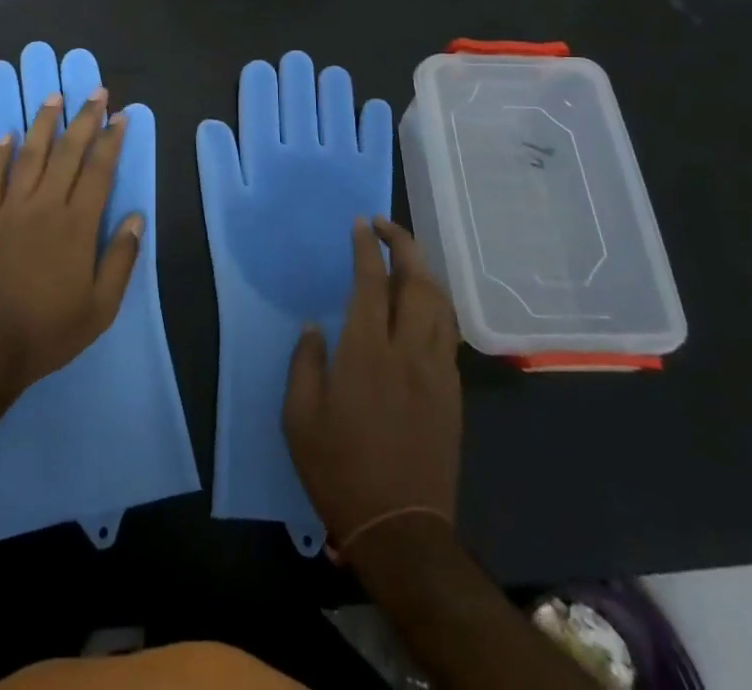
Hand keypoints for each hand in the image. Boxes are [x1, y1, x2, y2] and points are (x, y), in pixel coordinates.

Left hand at [0, 90, 140, 408]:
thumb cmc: (49, 330)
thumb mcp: (101, 307)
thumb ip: (122, 259)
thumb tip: (137, 217)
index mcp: (77, 224)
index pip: (99, 170)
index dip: (111, 140)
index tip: (120, 116)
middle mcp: (45, 206)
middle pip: (68, 152)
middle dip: (84, 118)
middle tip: (95, 91)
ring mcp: (9, 209)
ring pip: (30, 155)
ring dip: (43, 123)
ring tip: (54, 97)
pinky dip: (0, 154)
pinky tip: (7, 134)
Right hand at [283, 217, 460, 555]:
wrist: (401, 528)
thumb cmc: (340, 470)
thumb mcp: (300, 418)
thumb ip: (305, 363)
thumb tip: (314, 327)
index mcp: (366, 353)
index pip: (371, 283)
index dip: (366, 248)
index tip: (360, 224)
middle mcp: (407, 352)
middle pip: (417, 283)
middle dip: (403, 246)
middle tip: (384, 227)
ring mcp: (436, 371)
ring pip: (440, 305)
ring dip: (423, 272)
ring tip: (403, 259)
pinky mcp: (451, 392)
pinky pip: (448, 333)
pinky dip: (435, 306)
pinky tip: (421, 307)